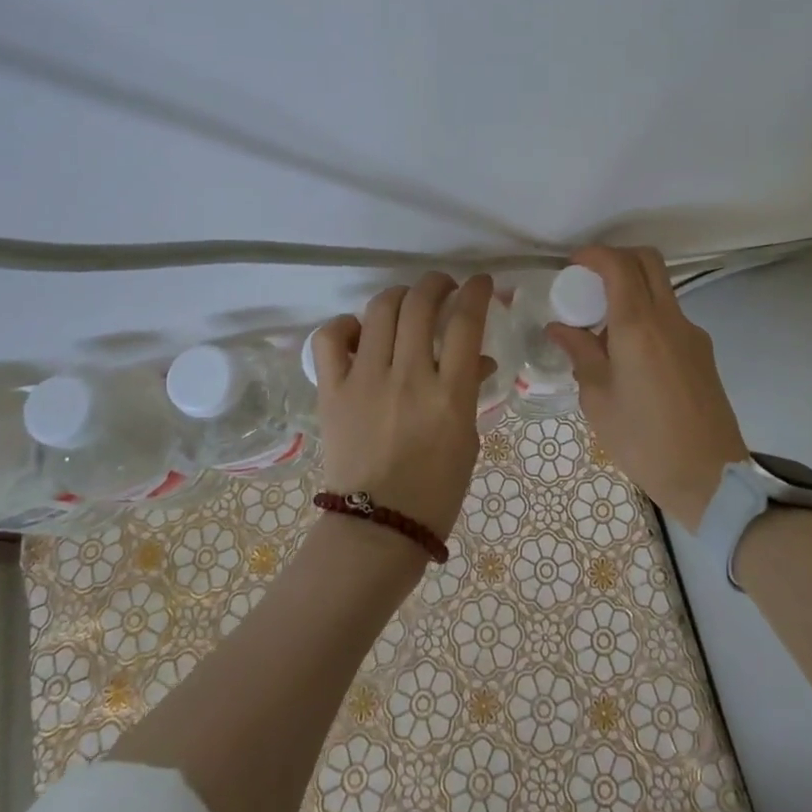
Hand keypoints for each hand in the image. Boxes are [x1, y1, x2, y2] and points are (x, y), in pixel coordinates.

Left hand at [309, 272, 493, 540]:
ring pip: (380, 309)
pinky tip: (359, 334)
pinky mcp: (333, 390)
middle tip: (443, 287)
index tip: (481, 283)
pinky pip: (330, 338)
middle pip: (421, 303)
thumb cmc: (436, 490)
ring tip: (405, 303)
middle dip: (437, 283)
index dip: (477, 291)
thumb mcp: (468, 439)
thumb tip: (479, 359)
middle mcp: (409, 377)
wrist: (378, 528)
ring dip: (399, 296)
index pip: (466, 321)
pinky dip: (345, 325)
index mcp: (450, 394)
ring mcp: (366, 380)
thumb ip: (471, 391)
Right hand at [546, 246, 749, 530]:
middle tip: (590, 281)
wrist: (710, 477)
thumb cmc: (643, 440)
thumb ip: (580, 354)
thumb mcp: (598, 399)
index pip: (618, 265)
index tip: (573, 265)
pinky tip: (629, 356)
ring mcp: (691, 333)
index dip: (594, 255)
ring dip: (632, 290)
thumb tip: (560, 328)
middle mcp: (669, 319)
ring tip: (604, 329)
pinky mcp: (703, 352)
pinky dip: (646, 317)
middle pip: (648, 261)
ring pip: (661, 288)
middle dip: (616, 258)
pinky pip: (669, 317)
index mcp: (638, 326)